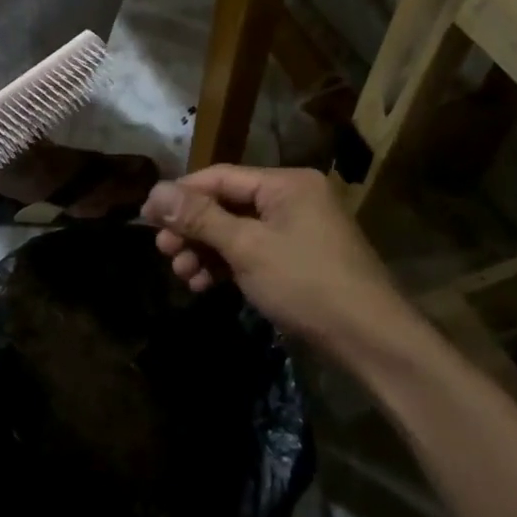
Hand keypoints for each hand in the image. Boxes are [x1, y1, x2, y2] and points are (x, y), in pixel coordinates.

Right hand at [141, 166, 408, 358]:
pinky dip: (227, 265)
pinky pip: (252, 251)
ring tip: (182, 274)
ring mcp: (297, 230)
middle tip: (164, 251)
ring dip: (205, 251)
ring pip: (237, 231)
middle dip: (192, 229)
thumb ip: (200, 218)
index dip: (180, 195)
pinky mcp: (298, 259)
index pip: (220, 177)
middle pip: (227, 204)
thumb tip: (154, 193)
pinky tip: (204, 284)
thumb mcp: (247, 247)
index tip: (146, 216)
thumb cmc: (306, 283)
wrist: (370, 339)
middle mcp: (292, 198)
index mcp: (286, 183)